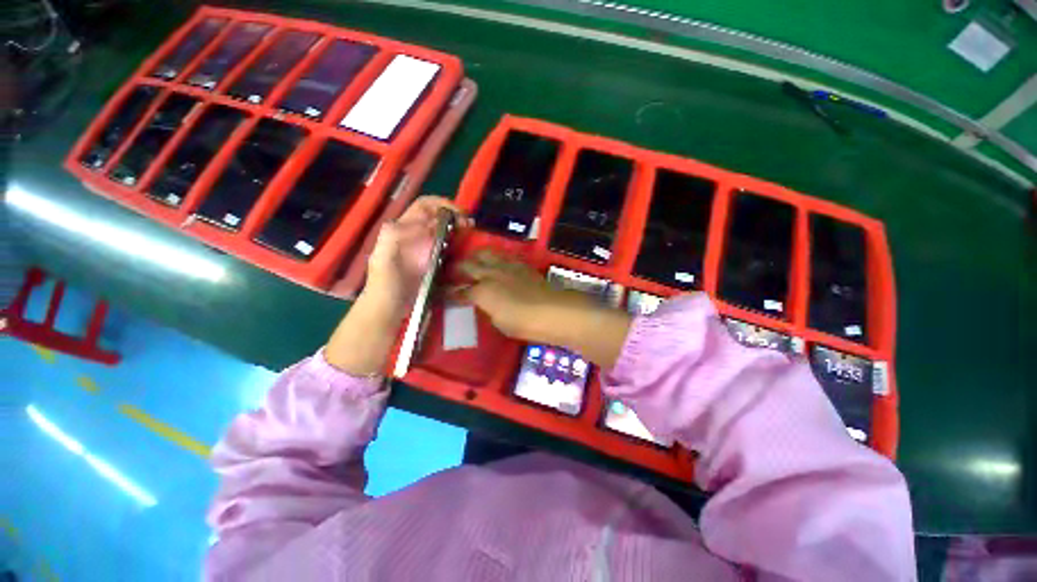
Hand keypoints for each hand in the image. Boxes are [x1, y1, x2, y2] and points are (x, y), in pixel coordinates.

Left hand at [325, 196, 468, 375]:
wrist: (389, 309)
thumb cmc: (384, 285)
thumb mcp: (383, 259)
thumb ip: (394, 237)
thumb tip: (422, 223)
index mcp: (403, 230)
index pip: (423, 206)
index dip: (441, 204)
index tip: (459, 213)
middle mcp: (416, 235)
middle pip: (437, 216)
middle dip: (454, 215)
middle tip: (469, 225)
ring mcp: (426, 249)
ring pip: (445, 230)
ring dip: (458, 228)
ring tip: (470, 233)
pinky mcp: (434, 262)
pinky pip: (448, 247)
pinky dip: (458, 243)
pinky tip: (465, 248)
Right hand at [455, 250, 589, 342]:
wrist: (551, 310)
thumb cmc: (523, 323)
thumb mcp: (499, 322)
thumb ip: (487, 309)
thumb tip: (483, 302)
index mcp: (482, 293)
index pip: (461, 291)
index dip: (450, 293)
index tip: (443, 292)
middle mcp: (491, 275)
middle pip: (469, 265)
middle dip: (458, 268)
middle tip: (453, 271)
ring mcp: (507, 267)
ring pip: (485, 254)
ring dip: (475, 257)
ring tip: (472, 261)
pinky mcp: (520, 265)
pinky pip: (503, 256)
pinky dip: (495, 258)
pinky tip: (496, 263)